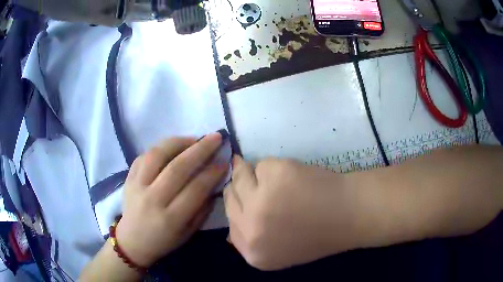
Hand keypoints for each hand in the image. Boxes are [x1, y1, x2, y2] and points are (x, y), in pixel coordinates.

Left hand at [116, 133, 228, 266]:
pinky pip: (143, 156)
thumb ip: (202, 208)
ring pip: (157, 155)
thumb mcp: (189, 232)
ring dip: (178, 142)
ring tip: (193, 138)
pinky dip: (160, 147)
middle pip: (177, 168)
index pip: (195, 189)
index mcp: (171, 218)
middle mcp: (152, 200)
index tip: (224, 161)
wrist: (132, 241)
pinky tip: (172, 146)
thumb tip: (214, 182)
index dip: (212, 172)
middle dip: (200, 150)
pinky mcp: (128, 179)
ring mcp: (137, 186)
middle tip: (215, 138)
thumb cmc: (164, 240)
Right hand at [225, 156, 360, 270]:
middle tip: (260, 184)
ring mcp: (259, 202)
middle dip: (244, 189)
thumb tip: (230, 228)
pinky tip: (295, 176)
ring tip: (281, 180)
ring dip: (258, 175)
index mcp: (253, 253)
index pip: (229, 224)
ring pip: (241, 176)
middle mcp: (250, 229)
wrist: (348, 215)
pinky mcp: (273, 176)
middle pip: (231, 197)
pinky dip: (276, 167)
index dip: (237, 208)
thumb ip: (251, 241)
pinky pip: (261, 163)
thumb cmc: (317, 234)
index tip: (245, 198)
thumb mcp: (278, 252)